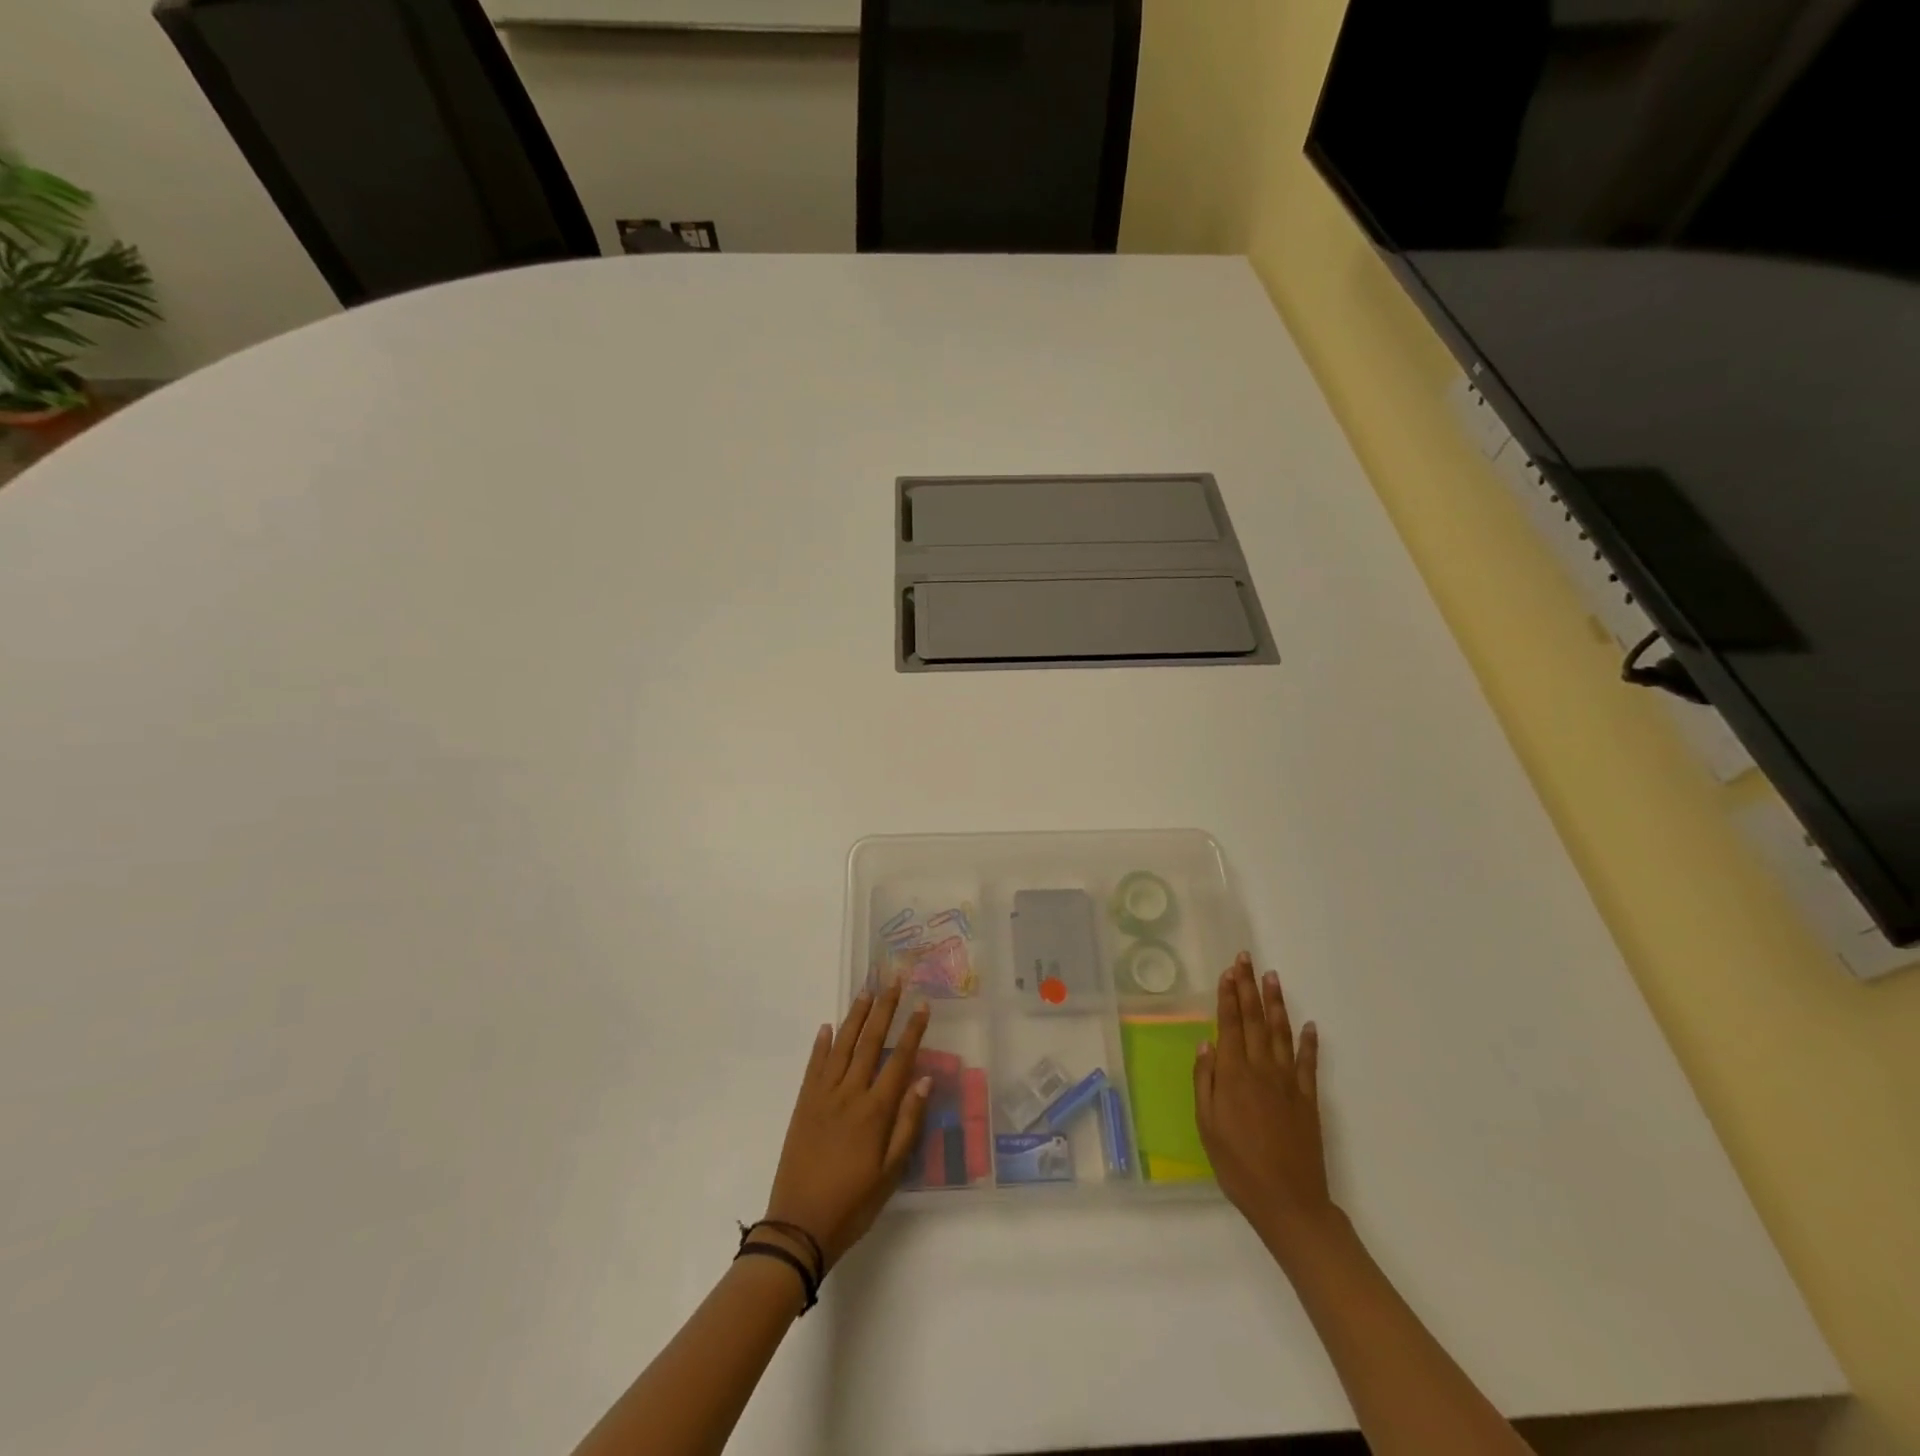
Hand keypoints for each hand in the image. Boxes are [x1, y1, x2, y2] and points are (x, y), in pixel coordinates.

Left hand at [763, 977, 931, 1270]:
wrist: (798, 1227)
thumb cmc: (853, 1204)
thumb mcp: (890, 1173)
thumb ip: (908, 1124)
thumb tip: (925, 1079)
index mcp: (875, 1111)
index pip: (899, 1060)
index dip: (913, 1031)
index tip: (922, 1004)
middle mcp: (850, 1094)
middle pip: (870, 1042)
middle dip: (884, 1009)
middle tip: (893, 981)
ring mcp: (823, 1096)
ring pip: (842, 1046)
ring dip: (855, 1017)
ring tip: (866, 991)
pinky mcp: (803, 1105)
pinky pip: (814, 1066)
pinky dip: (822, 1044)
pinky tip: (828, 1027)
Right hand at [1194, 953, 1335, 1252]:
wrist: (1289, 1202)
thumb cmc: (1238, 1166)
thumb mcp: (1207, 1126)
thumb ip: (1205, 1082)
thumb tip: (1205, 1045)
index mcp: (1234, 1075)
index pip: (1229, 1025)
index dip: (1228, 996)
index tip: (1228, 971)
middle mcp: (1262, 1070)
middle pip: (1254, 1020)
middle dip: (1248, 987)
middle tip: (1247, 959)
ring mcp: (1288, 1083)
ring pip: (1281, 1033)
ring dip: (1276, 1004)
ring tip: (1273, 978)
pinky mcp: (1308, 1100)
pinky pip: (1309, 1063)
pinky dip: (1309, 1042)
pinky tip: (1310, 1025)